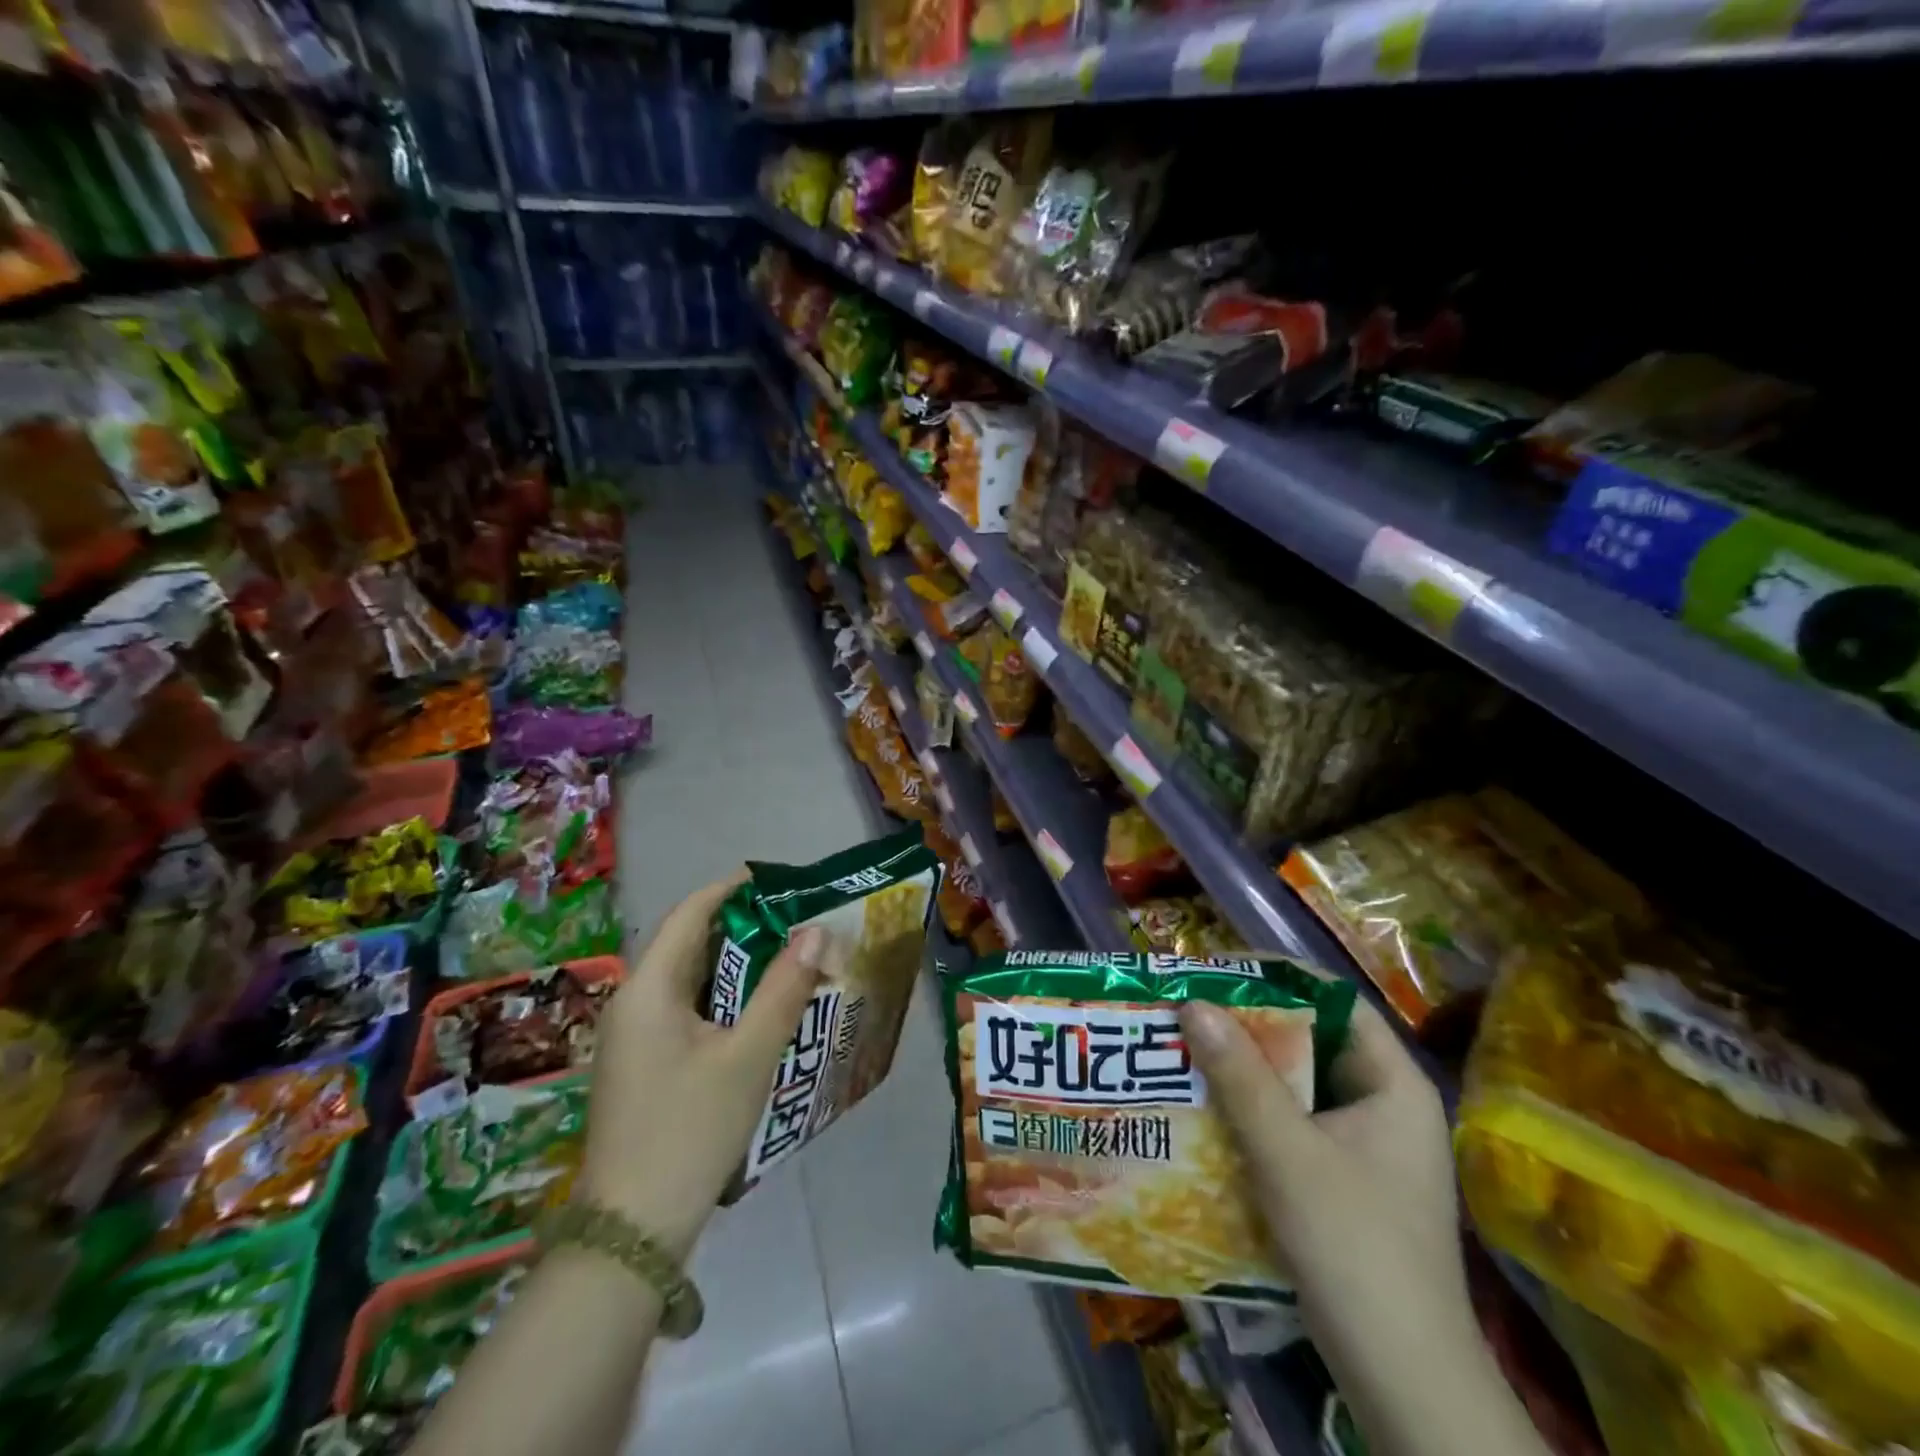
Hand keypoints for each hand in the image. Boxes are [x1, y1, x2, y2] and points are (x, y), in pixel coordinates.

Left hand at [578, 876, 827, 1258]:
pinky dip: (724, 1000)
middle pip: (690, 944)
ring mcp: (634, 1038)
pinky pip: (686, 1011)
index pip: (690, 913)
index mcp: (648, 988)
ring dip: (737, 966)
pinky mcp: (643, 1066)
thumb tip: (816, 932)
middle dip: (744, 928)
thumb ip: (784, 988)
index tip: (780, 881)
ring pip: (691, 981)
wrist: (633, 1233)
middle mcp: (633, 1003)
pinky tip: (760, 1012)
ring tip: (789, 960)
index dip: (733, 889)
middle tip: (798, 923)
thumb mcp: (748, 1055)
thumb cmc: (691, 1129)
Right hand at [1179, 995, 1470, 1359]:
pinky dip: (1251, 1111)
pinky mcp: (1343, 1182)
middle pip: (1311, 1041)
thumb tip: (1194, 1003)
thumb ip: (1241, 1076)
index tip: (1216, 971)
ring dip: (1244, 1070)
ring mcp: (1366, 1148)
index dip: (1276, 978)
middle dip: (1248, 1025)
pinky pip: (1292, 1124)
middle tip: (1189, 1011)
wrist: (1403, 1383)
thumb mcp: (1288, 1153)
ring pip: (1297, 1086)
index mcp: (1393, 1084)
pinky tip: (1206, 1110)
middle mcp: (1384, 1105)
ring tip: (1185, 1051)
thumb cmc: (1355, 1248)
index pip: (1334, 1001)